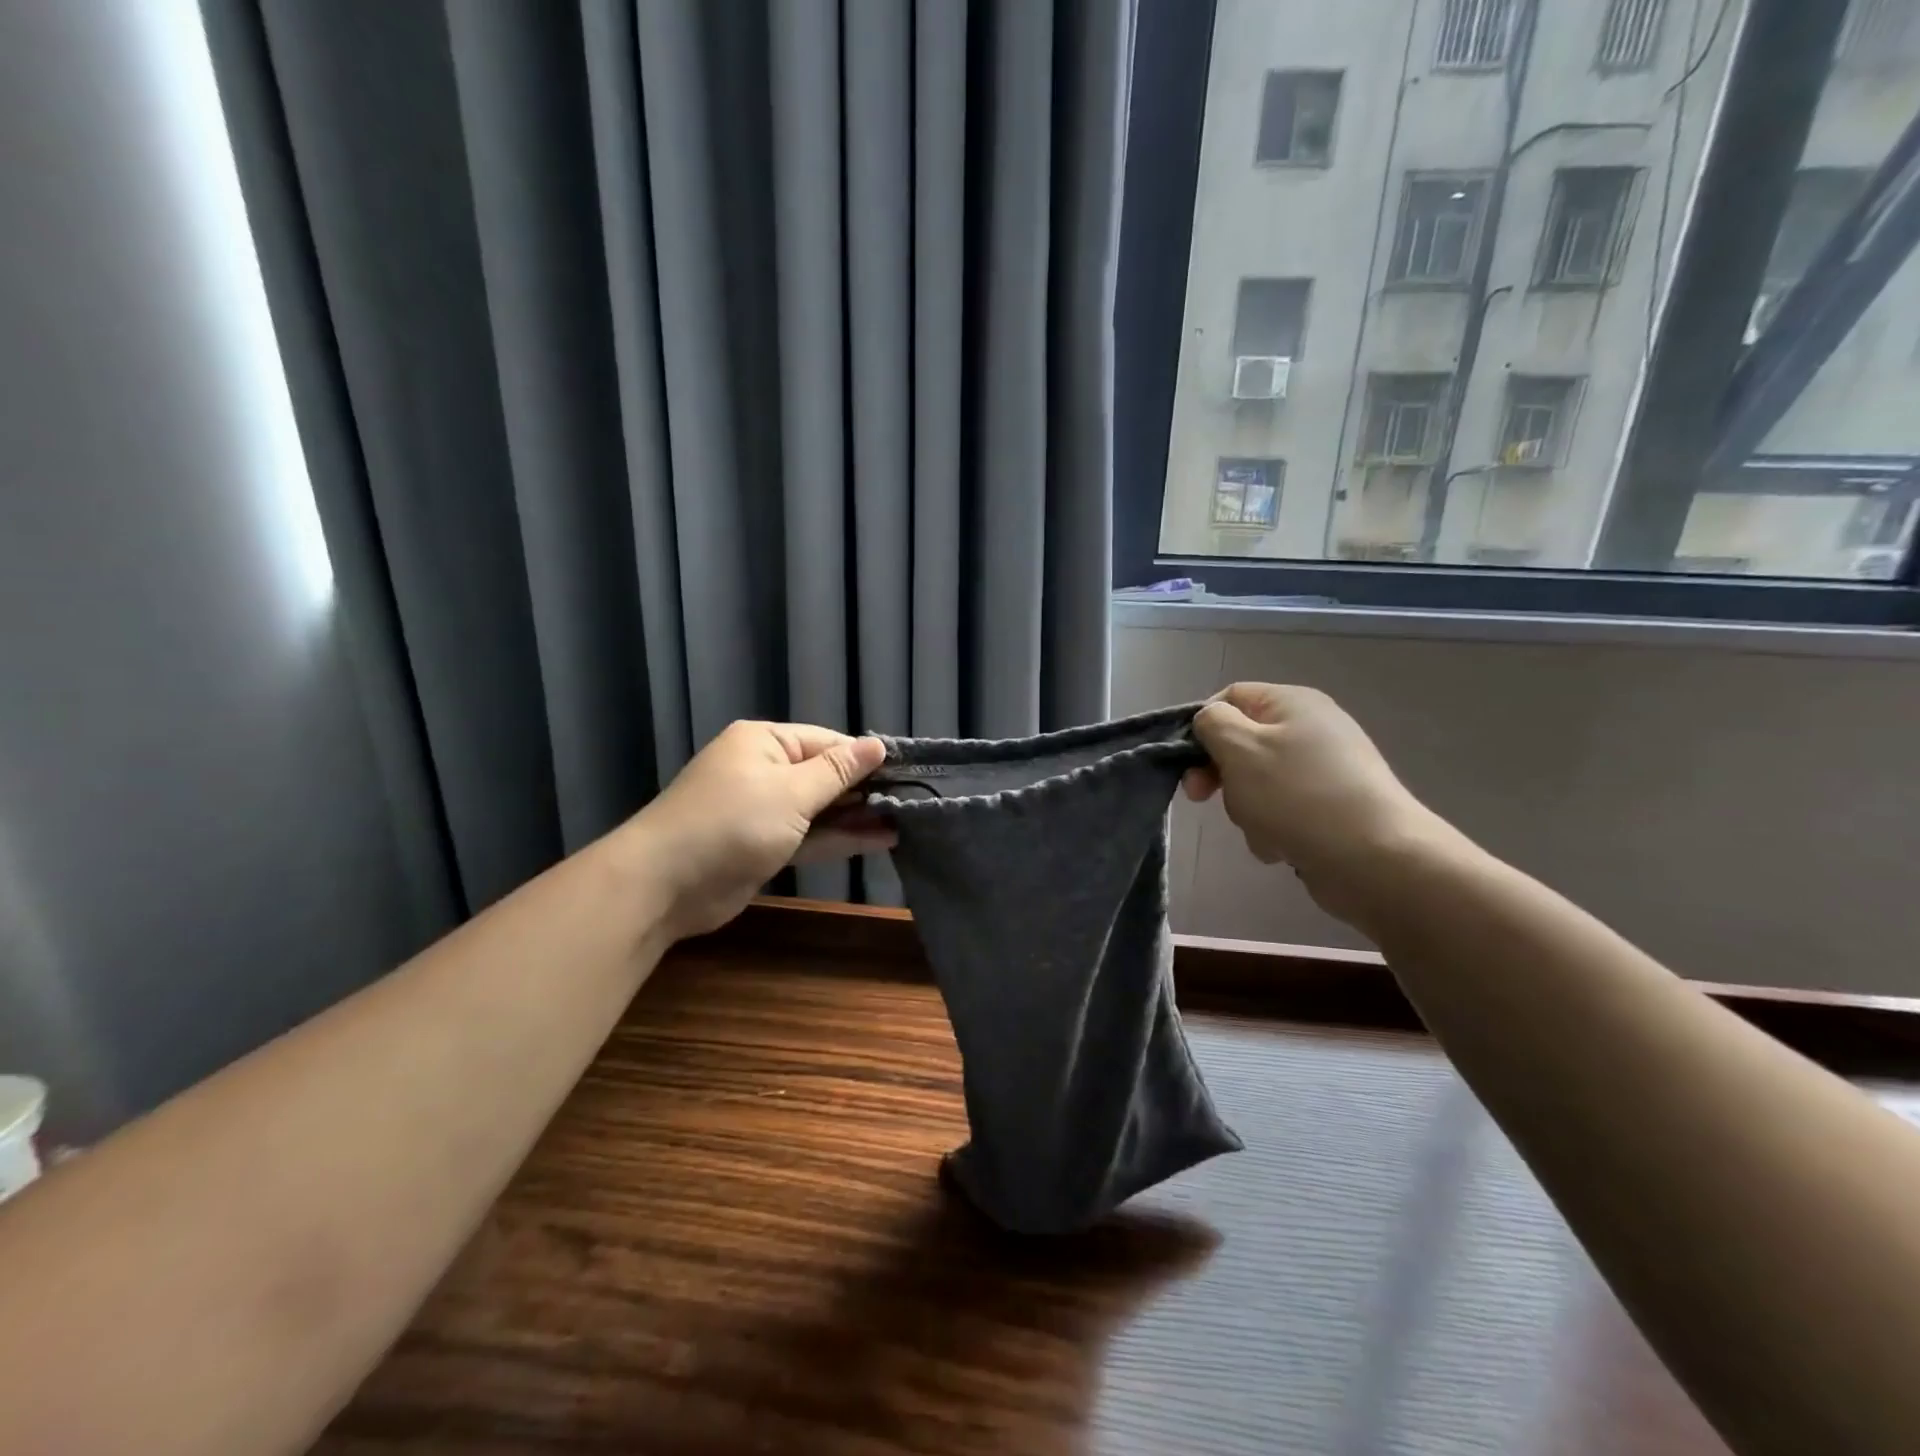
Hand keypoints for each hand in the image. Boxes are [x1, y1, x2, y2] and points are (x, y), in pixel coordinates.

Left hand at [632, 721, 893, 940]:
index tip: (907, 774)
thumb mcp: (791, 791)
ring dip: (857, 817)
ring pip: (819, 809)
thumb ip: (838, 772)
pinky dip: (838, 839)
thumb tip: (878, 745)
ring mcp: (762, 810)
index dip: (865, 758)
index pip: (827, 742)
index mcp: (765, 742)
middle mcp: (763, 770)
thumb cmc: (732, 823)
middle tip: (913, 802)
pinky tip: (878, 840)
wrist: (664, 885)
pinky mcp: (762, 846)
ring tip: (905, 822)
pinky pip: (808, 836)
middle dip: (864, 790)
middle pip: (824, 775)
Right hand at [1184, 684, 1455, 924]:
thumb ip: (1212, 724)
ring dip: (1247, 808)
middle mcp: (1312, 729)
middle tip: (1204, 798)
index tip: (1187, 762)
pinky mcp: (1331, 808)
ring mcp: (1324, 771)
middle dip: (1221, 773)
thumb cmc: (1297, 795)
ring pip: (1258, 782)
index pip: (1230, 697)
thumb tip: (1210, 721)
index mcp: (1293, 703)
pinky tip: (1282, 846)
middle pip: (1242, 742)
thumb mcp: (1240, 748)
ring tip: (1262, 828)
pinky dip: (1273, 828)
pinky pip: (1282, 811)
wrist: (1374, 859)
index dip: (1202, 725)